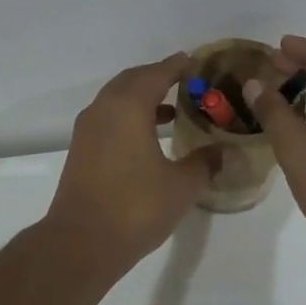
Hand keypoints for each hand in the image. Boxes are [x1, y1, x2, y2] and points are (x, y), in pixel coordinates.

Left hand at [44, 53, 217, 271]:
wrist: (82, 242)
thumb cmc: (136, 207)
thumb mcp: (182, 185)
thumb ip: (205, 162)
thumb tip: (224, 151)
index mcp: (128, 106)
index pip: (156, 73)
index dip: (177, 66)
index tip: (195, 62)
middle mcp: (103, 109)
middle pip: (132, 80)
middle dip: (157, 78)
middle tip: (186, 83)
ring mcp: (88, 130)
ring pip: (117, 100)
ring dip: (142, 99)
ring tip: (173, 110)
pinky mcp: (81, 151)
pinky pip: (108, 119)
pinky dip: (129, 118)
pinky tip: (149, 138)